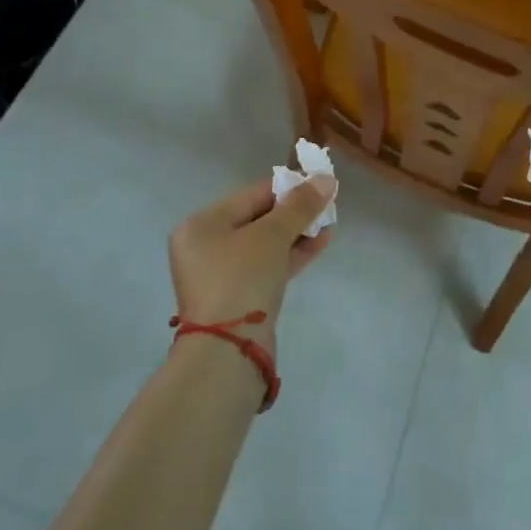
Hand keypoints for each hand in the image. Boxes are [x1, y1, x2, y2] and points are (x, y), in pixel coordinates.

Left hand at [168, 173, 337, 352]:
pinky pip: (267, 266)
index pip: (251, 194)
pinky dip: (291, 254)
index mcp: (201, 225)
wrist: (229, 351)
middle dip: (294, 212)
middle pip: (257, 218)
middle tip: (326, 205)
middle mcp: (205, 246)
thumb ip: (300, 205)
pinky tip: (320, 242)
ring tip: (329, 223)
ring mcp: (221, 275)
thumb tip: (325, 179)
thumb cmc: (242, 278)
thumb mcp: (272, 235)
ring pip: (265, 244)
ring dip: (297, 233)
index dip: (287, 187)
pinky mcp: (238, 298)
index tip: (318, 183)